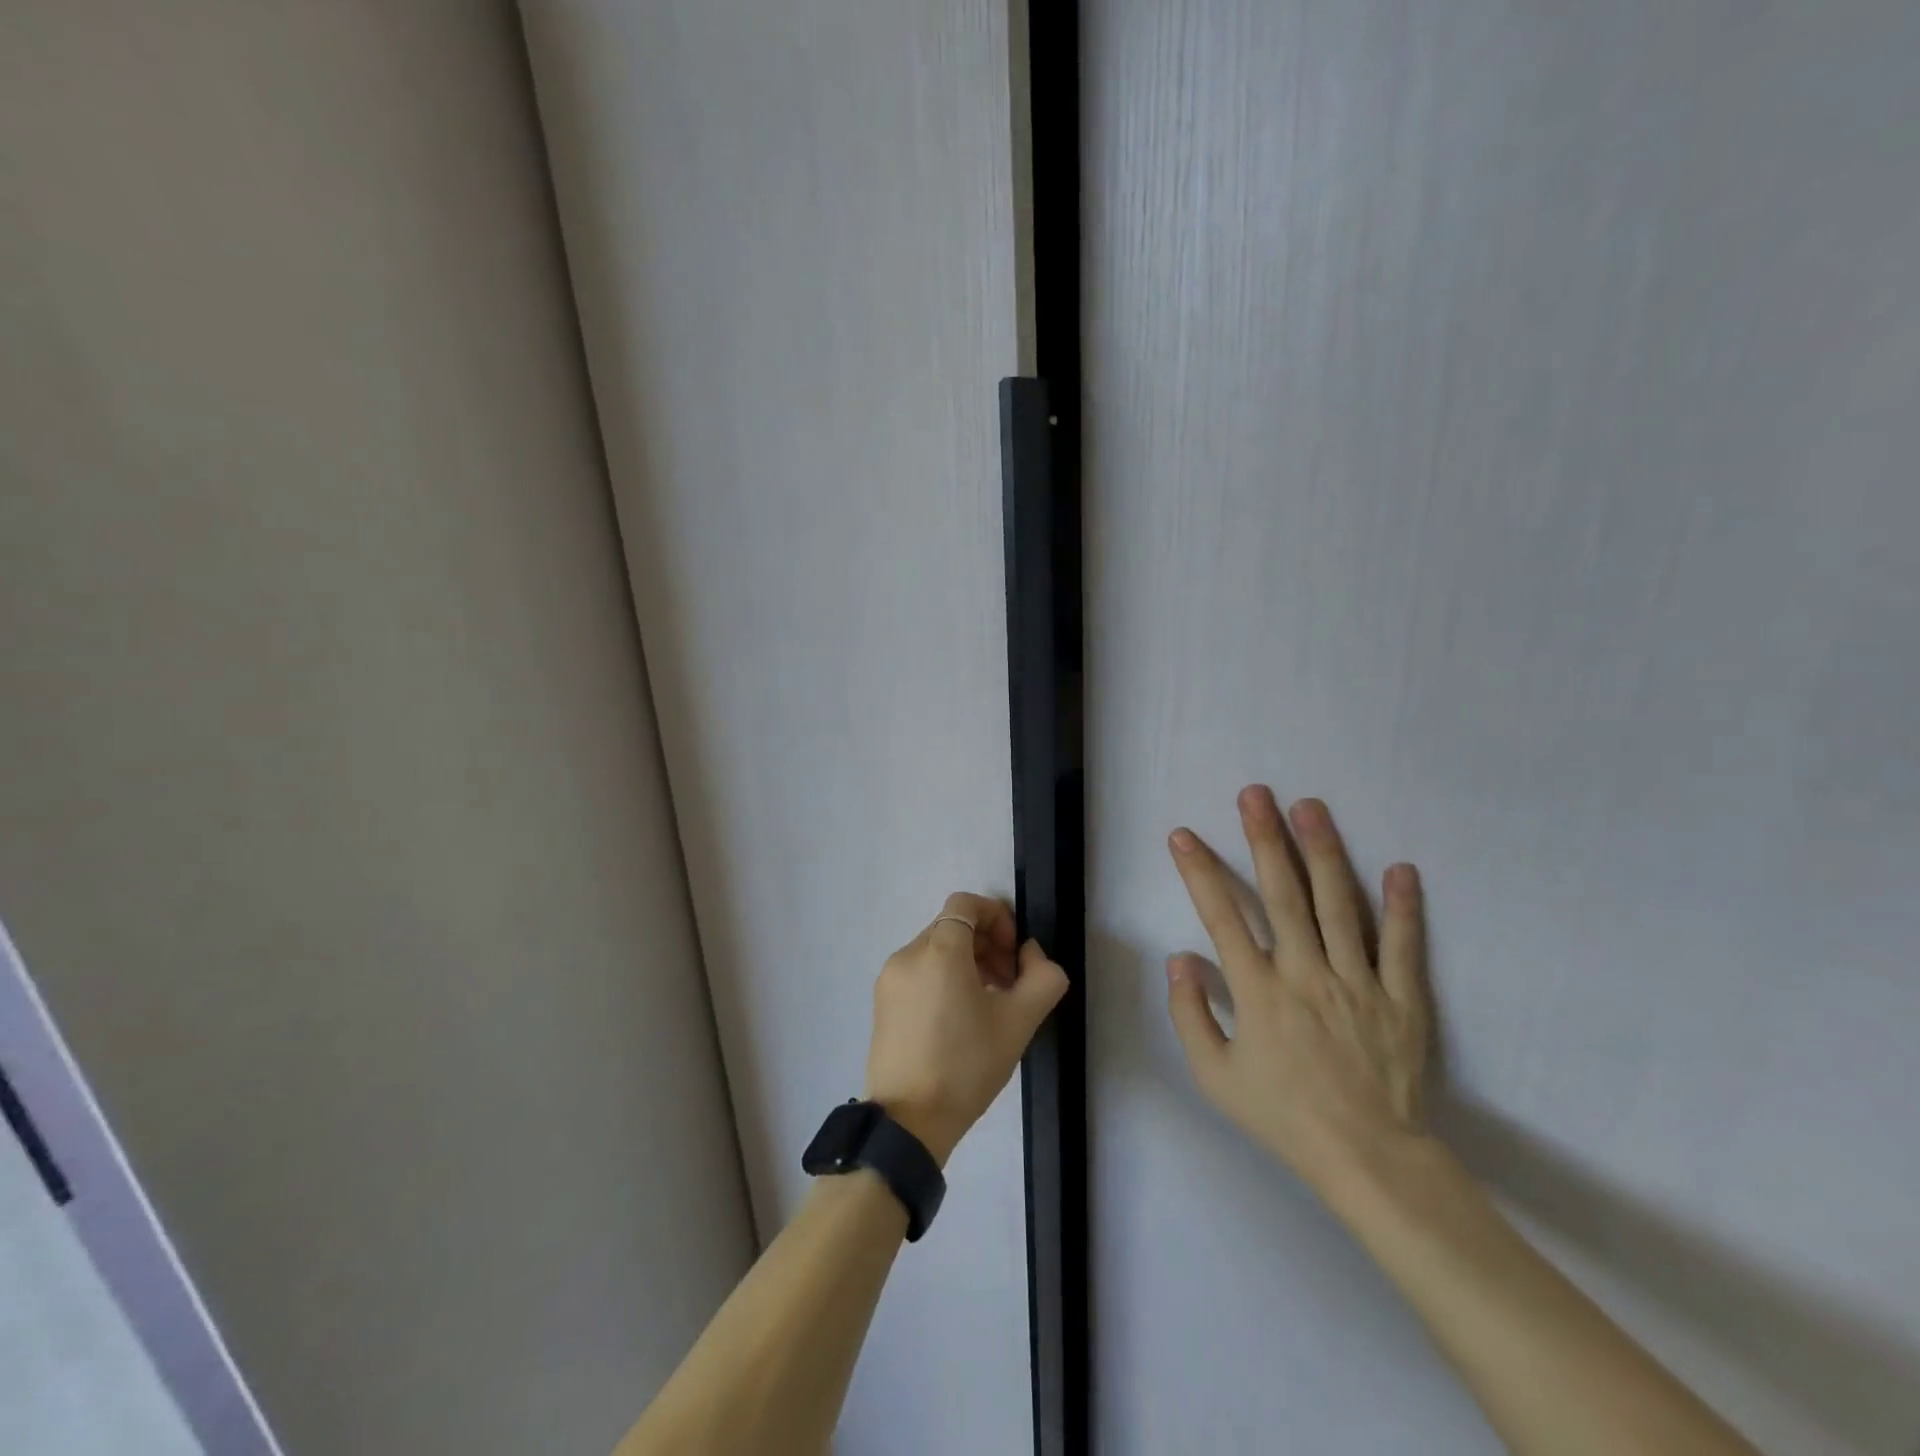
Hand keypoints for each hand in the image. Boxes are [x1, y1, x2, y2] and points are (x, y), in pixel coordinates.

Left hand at [864, 892, 1068, 1166]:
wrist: (908, 1122)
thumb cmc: (966, 1066)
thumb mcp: (1019, 1022)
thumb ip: (1042, 978)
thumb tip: (1032, 956)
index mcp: (939, 950)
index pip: (966, 904)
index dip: (997, 917)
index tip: (1014, 954)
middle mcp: (908, 954)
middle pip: (952, 927)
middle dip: (987, 945)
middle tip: (1009, 984)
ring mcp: (890, 979)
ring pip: (935, 951)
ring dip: (968, 964)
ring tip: (988, 1006)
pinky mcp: (882, 1003)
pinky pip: (919, 973)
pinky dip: (944, 979)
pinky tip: (959, 1020)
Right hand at [1165, 787, 1431, 1195]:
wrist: (1368, 1160)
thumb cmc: (1283, 1116)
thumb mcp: (1214, 1076)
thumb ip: (1190, 1014)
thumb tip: (1180, 959)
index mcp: (1258, 991)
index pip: (1221, 917)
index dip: (1199, 872)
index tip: (1183, 835)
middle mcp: (1305, 973)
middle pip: (1283, 895)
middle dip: (1265, 839)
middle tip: (1256, 794)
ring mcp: (1358, 982)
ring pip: (1338, 905)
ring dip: (1323, 853)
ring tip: (1311, 807)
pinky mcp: (1402, 999)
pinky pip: (1402, 946)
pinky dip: (1402, 907)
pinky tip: (1399, 868)